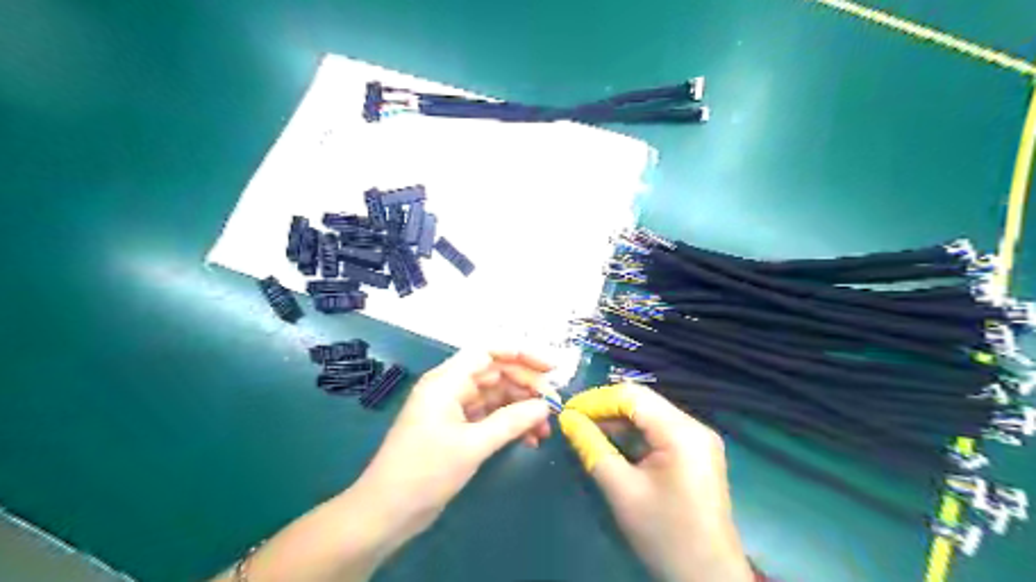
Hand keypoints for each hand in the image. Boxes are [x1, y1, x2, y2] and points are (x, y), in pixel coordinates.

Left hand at [357, 347, 553, 538]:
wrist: (387, 512)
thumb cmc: (425, 472)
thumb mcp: (472, 445)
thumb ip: (511, 422)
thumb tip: (545, 406)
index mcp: (447, 381)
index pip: (488, 352)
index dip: (521, 355)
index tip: (550, 369)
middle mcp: (451, 388)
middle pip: (496, 374)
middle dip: (526, 387)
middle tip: (553, 405)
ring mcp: (454, 409)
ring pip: (496, 397)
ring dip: (521, 409)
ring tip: (545, 428)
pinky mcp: (457, 429)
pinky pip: (490, 417)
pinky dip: (509, 424)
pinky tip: (529, 439)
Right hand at [564, 381, 748, 581]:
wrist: (709, 578)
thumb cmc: (664, 534)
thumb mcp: (621, 490)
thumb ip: (592, 448)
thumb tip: (567, 419)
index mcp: (681, 432)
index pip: (632, 396)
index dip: (597, 399)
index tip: (568, 411)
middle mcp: (694, 426)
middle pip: (642, 403)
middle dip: (605, 409)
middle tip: (573, 421)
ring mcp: (698, 439)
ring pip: (650, 415)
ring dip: (618, 421)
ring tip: (587, 430)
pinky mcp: (696, 453)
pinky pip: (659, 431)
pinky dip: (634, 434)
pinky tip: (613, 443)